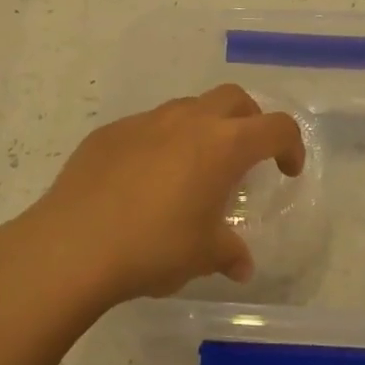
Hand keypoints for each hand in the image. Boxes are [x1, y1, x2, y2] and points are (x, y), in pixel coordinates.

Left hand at [6, 85, 304, 307]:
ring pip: (188, 108)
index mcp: (222, 145)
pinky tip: (144, 180)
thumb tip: (240, 264)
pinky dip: (160, 142)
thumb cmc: (154, 247)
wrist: (74, 243)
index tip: (286, 171)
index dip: (290, 146)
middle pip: (234, 99)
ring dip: (203, 128)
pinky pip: (147, 127)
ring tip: (193, 169)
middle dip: (249, 121)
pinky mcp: (110, 132)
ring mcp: (145, 121)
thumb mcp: (203, 255)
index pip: (276, 127)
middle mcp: (188, 121)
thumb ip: (229, 252)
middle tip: (245, 157)